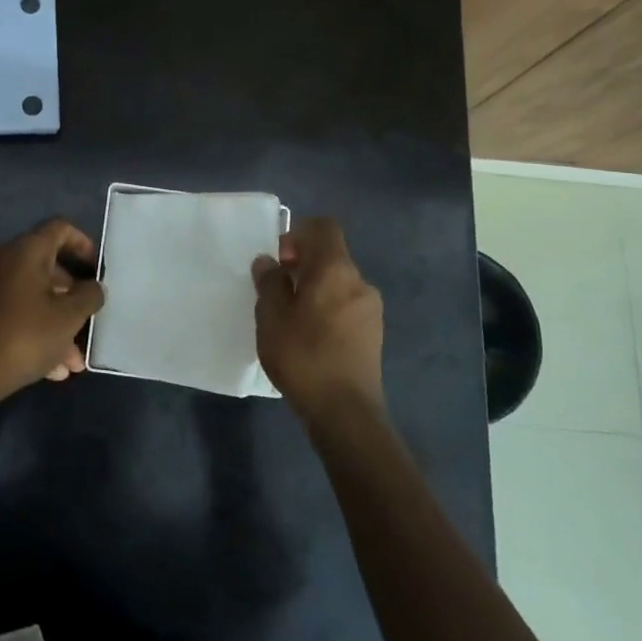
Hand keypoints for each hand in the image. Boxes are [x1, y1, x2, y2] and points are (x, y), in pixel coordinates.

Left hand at [0, 218, 106, 403]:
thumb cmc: (26, 336)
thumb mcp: (69, 317)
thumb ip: (90, 295)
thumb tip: (94, 287)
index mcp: (25, 250)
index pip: (60, 229)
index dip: (83, 244)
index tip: (96, 270)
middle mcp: (1, 257)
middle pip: (46, 266)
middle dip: (71, 297)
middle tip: (88, 321)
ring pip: (30, 295)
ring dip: (55, 322)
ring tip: (73, 361)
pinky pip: (12, 310)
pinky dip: (33, 328)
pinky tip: (51, 368)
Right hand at [253, 217, 384, 425]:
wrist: (345, 412)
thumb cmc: (303, 356)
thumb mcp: (271, 317)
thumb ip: (269, 283)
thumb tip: (268, 262)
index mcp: (335, 269)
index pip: (323, 228)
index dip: (298, 234)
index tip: (278, 260)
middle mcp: (359, 282)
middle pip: (330, 256)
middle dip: (301, 266)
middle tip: (275, 292)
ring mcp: (371, 309)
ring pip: (338, 283)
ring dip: (314, 290)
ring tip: (289, 319)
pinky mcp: (373, 334)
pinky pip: (346, 306)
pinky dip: (327, 309)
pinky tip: (309, 338)